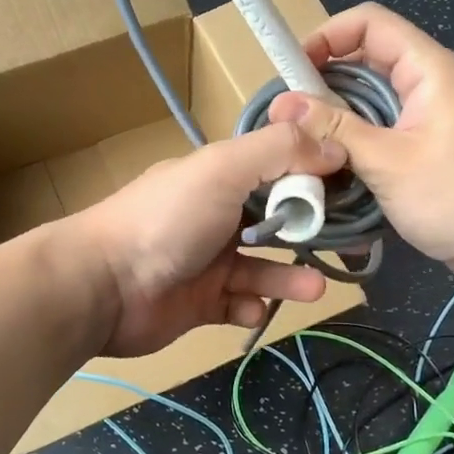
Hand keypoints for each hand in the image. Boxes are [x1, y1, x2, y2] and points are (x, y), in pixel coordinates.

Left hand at [67, 123, 345, 356]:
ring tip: (315, 287)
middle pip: (274, 220)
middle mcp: (215, 215)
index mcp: (219, 177)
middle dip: (308, 231)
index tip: (349, 189)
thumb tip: (335, 146)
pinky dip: (251, 307)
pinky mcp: (200, 304)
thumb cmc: (167, 220)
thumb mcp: (223, 169)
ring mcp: (206, 262)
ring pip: (262, 268)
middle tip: (345, 244)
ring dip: (289, 277)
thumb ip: (279, 151)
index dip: (311, 176)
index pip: (276, 168)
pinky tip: (251, 307)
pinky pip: (238, 305)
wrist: (104, 287)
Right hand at [268, 4, 453, 294]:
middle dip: (325, 86)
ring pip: (373, 104)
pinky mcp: (431, 150)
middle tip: (289, 121)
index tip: (292, 72)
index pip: (370, 23)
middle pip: (367, 63)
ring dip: (339, 122)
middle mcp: (431, 85)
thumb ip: (335, 129)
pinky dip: (358, 146)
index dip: (327, 35)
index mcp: (429, 70)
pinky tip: (334, 172)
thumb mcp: (389, 162)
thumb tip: (282, 103)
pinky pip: (385, 133)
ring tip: (303, 149)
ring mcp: (433, 119)